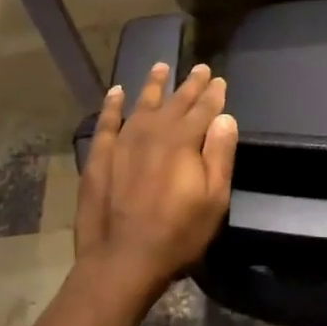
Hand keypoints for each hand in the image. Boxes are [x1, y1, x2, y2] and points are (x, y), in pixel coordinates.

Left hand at [75, 61, 237, 304]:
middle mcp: (154, 132)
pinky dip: (112, 105)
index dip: (213, 94)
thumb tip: (225, 118)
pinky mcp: (101, 156)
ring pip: (142, 104)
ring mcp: (124, 142)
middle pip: (176, 102)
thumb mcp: (214, 199)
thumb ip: (220, 154)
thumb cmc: (177, 234)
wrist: (122, 260)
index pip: (204, 109)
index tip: (219, 80)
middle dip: (190, 84)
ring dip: (153, 85)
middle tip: (200, 68)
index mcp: (184, 141)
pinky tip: (116, 92)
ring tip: (161, 66)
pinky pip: (107, 122)